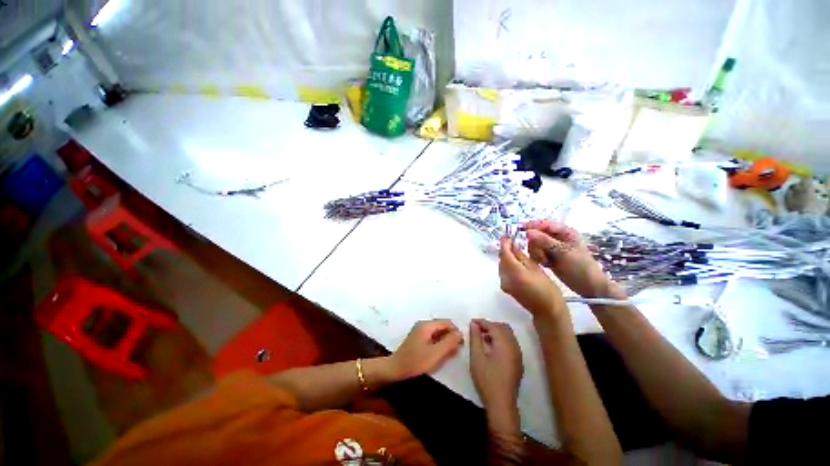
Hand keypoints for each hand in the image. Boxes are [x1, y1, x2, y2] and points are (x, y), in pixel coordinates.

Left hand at [388, 319, 463, 379]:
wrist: (395, 369)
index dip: (456, 332)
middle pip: (442, 326)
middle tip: (455, 351)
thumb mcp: (435, 354)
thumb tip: (460, 334)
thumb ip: (449, 343)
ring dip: (445, 341)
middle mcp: (423, 324)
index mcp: (427, 325)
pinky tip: (440, 353)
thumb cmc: (415, 361)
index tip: (461, 345)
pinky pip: (432, 336)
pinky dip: (438, 343)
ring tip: (449, 354)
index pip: (447, 322)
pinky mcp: (418, 338)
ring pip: (438, 332)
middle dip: (450, 336)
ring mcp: (419, 331)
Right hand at [469, 319, 523, 412]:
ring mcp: (518, 354)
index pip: (493, 326)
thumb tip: (473, 324)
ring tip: (483, 337)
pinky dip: (501, 339)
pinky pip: (511, 342)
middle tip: (477, 329)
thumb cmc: (487, 380)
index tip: (472, 322)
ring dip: (496, 331)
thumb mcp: (477, 358)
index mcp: (504, 344)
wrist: (502, 403)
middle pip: (503, 327)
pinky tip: (492, 346)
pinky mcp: (518, 361)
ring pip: (508, 334)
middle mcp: (514, 346)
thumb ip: (475, 338)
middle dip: (490, 325)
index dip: (482, 322)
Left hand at [499, 236, 566, 318]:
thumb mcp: (536, 268)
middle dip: (505, 250)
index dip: (504, 243)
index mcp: (514, 272)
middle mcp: (505, 277)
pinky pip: (503, 272)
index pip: (504, 253)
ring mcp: (503, 283)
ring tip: (515, 251)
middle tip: (512, 242)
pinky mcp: (505, 287)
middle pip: (501, 259)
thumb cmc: (547, 288)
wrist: (547, 310)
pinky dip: (507, 266)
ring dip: (506, 257)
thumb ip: (521, 256)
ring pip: (501, 265)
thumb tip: (513, 246)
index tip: (506, 235)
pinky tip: (515, 262)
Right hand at [524, 220, 625, 298]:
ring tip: (544, 261)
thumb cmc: (581, 267)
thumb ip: (545, 241)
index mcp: (564, 231)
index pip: (544, 224)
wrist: (589, 287)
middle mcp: (557, 237)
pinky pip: (536, 253)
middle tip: (540, 254)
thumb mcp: (563, 252)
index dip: (531, 225)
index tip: (519, 230)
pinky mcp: (549, 257)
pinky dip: (537, 258)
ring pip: (535, 244)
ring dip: (536, 252)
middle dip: (534, 243)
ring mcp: (552, 247)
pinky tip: (544, 264)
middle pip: (537, 234)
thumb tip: (528, 232)